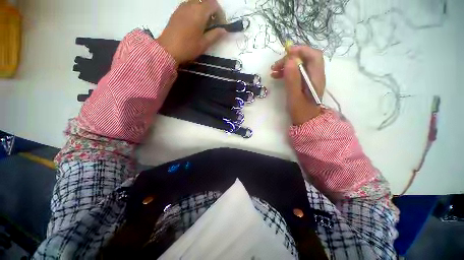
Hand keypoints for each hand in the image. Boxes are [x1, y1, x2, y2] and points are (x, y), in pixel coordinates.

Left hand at [157, 0, 226, 64]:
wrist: (168, 49)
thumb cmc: (188, 47)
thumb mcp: (204, 43)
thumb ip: (215, 35)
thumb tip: (224, 30)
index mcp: (200, 12)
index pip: (214, 4)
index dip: (220, 13)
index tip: (221, 24)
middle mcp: (191, 5)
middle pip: (205, 1)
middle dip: (211, 10)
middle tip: (213, 23)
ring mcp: (182, 7)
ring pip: (196, 2)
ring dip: (202, 10)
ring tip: (204, 24)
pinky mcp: (176, 12)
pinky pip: (188, 5)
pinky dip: (194, 11)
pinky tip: (194, 23)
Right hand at [270, 45, 325, 124]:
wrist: (305, 121)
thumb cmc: (300, 111)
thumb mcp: (294, 96)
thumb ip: (293, 79)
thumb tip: (290, 60)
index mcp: (316, 77)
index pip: (313, 55)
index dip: (301, 50)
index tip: (286, 53)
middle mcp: (315, 75)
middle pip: (305, 59)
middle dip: (289, 59)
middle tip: (275, 66)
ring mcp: (309, 79)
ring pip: (299, 65)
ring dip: (286, 66)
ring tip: (273, 71)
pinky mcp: (303, 83)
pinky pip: (295, 73)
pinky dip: (286, 72)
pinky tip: (276, 76)